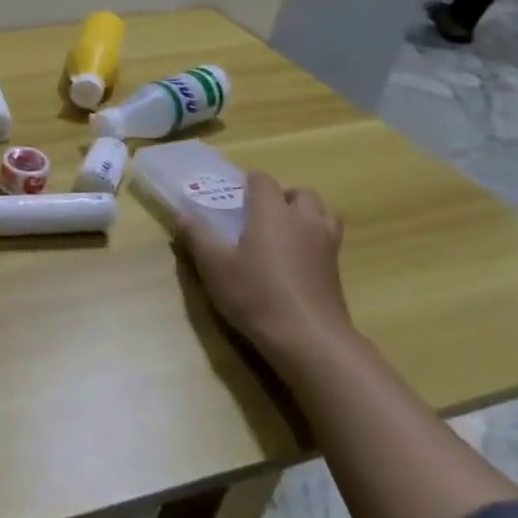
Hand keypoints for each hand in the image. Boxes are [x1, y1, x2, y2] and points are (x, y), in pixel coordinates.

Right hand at [178, 171, 354, 366]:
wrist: (307, 336)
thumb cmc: (255, 294)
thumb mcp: (214, 266)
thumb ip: (197, 236)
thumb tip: (182, 214)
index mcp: (272, 213)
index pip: (264, 181)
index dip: (248, 181)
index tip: (233, 193)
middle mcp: (304, 220)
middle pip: (300, 193)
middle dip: (280, 196)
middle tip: (258, 214)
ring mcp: (326, 244)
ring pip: (321, 213)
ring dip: (303, 214)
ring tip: (282, 233)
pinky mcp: (335, 267)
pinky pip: (327, 238)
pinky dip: (313, 238)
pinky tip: (295, 259)